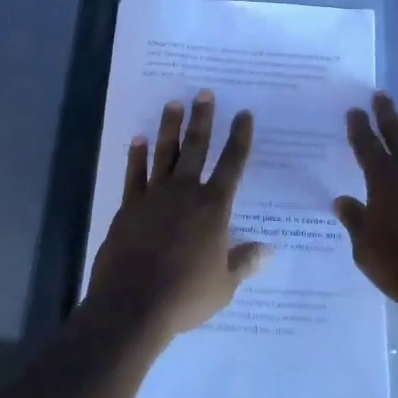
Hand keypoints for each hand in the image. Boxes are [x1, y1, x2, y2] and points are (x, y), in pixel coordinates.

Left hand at [87, 90, 269, 342]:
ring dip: (170, 127)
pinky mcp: (129, 207)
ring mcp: (154, 196)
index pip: (232, 164)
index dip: (240, 138)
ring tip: (174, 103)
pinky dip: (137, 156)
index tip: (244, 114)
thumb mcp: (224, 285)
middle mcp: (185, 192)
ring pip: (165, 153)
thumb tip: (268, 249)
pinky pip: (134, 175)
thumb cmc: (185, 296)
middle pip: (196, 148)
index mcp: (213, 207)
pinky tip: (139, 139)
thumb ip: (244, 262)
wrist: (133, 304)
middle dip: (203, 119)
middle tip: (204, 93)